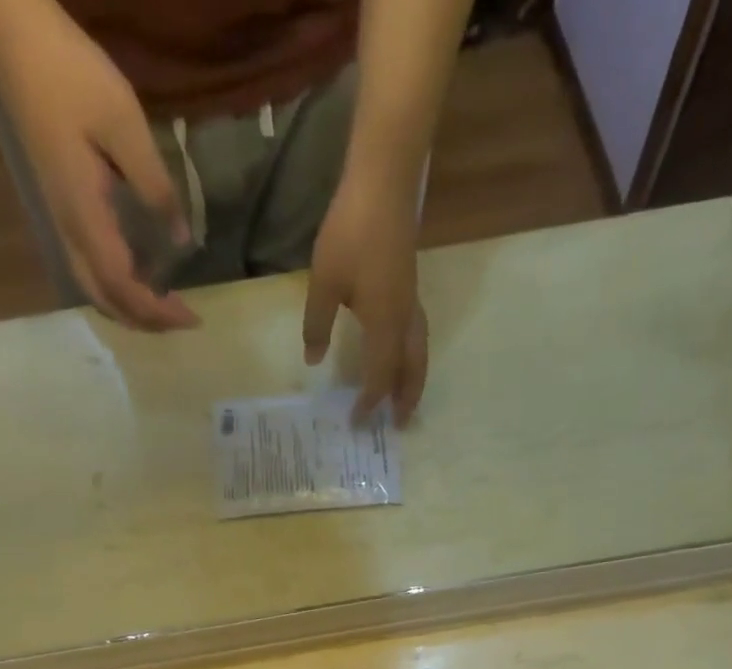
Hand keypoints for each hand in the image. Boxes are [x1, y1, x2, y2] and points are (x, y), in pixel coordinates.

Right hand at [0, 5, 197, 329]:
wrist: (12, 41)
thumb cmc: (70, 77)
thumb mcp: (124, 126)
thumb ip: (155, 186)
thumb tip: (182, 238)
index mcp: (86, 218)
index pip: (124, 288)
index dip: (158, 312)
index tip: (193, 317)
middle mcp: (71, 233)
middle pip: (108, 301)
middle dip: (147, 321)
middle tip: (184, 321)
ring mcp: (63, 223)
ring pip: (96, 291)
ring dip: (131, 311)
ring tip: (165, 312)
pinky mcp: (63, 211)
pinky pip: (91, 271)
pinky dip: (118, 291)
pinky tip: (139, 283)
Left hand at [303, 172, 428, 422]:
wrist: (383, 181)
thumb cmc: (351, 231)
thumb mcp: (324, 282)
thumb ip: (317, 324)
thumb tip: (312, 359)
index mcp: (385, 324)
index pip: (380, 375)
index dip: (370, 401)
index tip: (357, 421)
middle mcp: (404, 319)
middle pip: (412, 369)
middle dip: (406, 398)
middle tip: (401, 424)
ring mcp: (410, 301)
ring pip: (419, 352)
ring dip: (414, 379)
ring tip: (405, 399)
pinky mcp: (409, 286)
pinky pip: (416, 335)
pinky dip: (411, 356)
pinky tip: (399, 356)